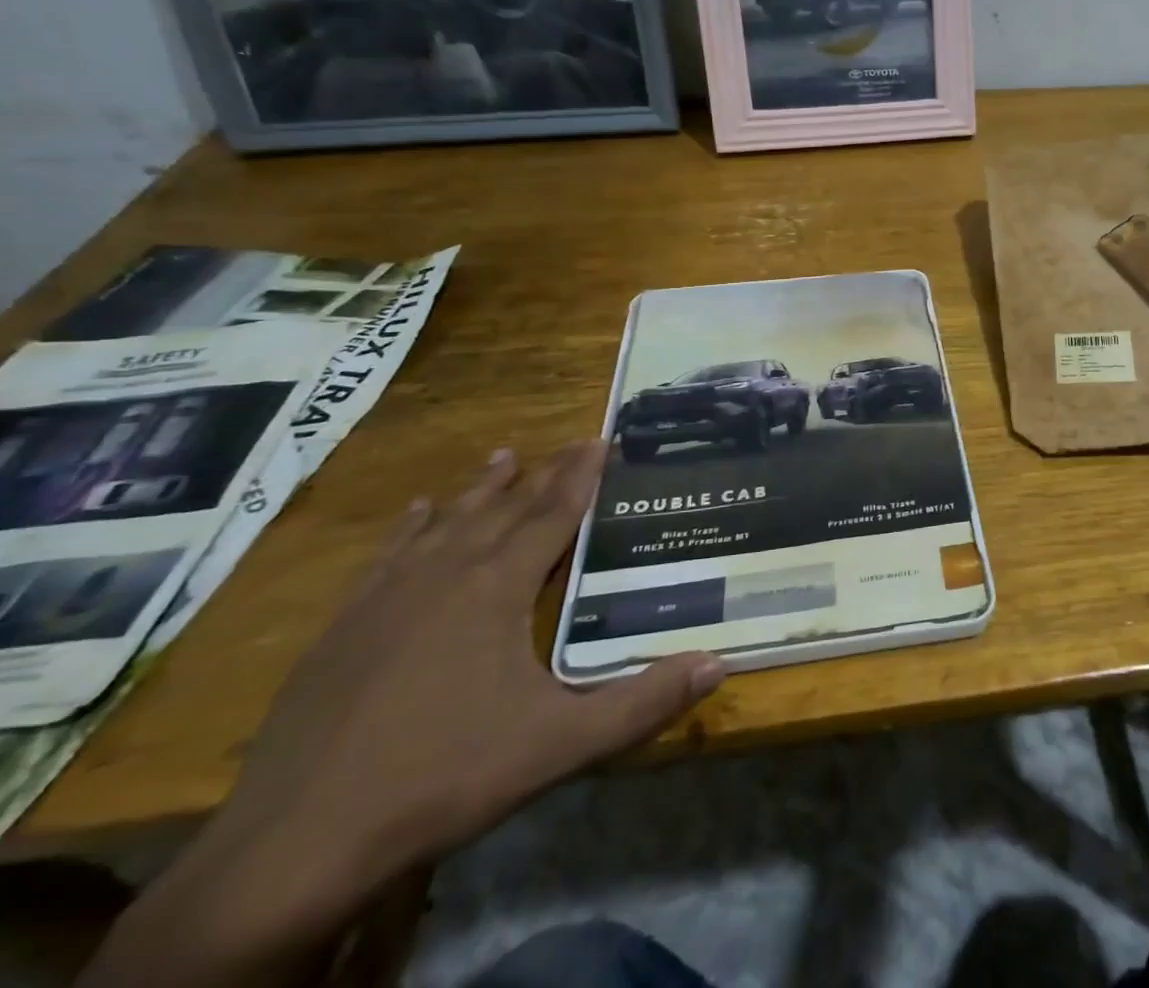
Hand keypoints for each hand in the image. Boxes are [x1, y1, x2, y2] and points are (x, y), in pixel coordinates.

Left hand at [89, 442, 722, 983]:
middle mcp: (444, 575)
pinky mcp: (341, 628)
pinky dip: (409, 529)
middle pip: (502, 509)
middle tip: (568, 444)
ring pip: (443, 523)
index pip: (551, 515)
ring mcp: (385, 598)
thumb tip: (719, 664)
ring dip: (479, 490)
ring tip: (502, 457)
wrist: (294, 846)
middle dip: (541, 475)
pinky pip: (386, 557)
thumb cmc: (443, 778)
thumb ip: (642, 703)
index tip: (601, 438)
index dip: (581, 475)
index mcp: (496, 589)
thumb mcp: (559, 744)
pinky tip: (415, 515)